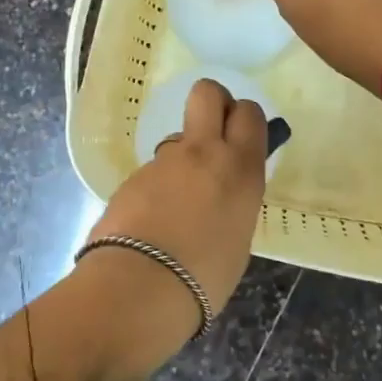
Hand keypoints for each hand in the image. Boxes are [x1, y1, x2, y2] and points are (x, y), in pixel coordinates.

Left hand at [88, 79, 266, 311]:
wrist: (140, 287)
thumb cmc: (206, 276)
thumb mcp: (239, 238)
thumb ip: (234, 202)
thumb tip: (221, 195)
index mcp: (240, 169)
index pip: (249, 114)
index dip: (244, 118)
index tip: (241, 136)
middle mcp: (203, 153)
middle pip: (207, 93)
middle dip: (213, 101)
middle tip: (214, 133)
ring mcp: (163, 162)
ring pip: (177, 139)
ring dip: (181, 159)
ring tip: (177, 206)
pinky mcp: (132, 177)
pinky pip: (153, 172)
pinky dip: (156, 189)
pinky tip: (152, 223)